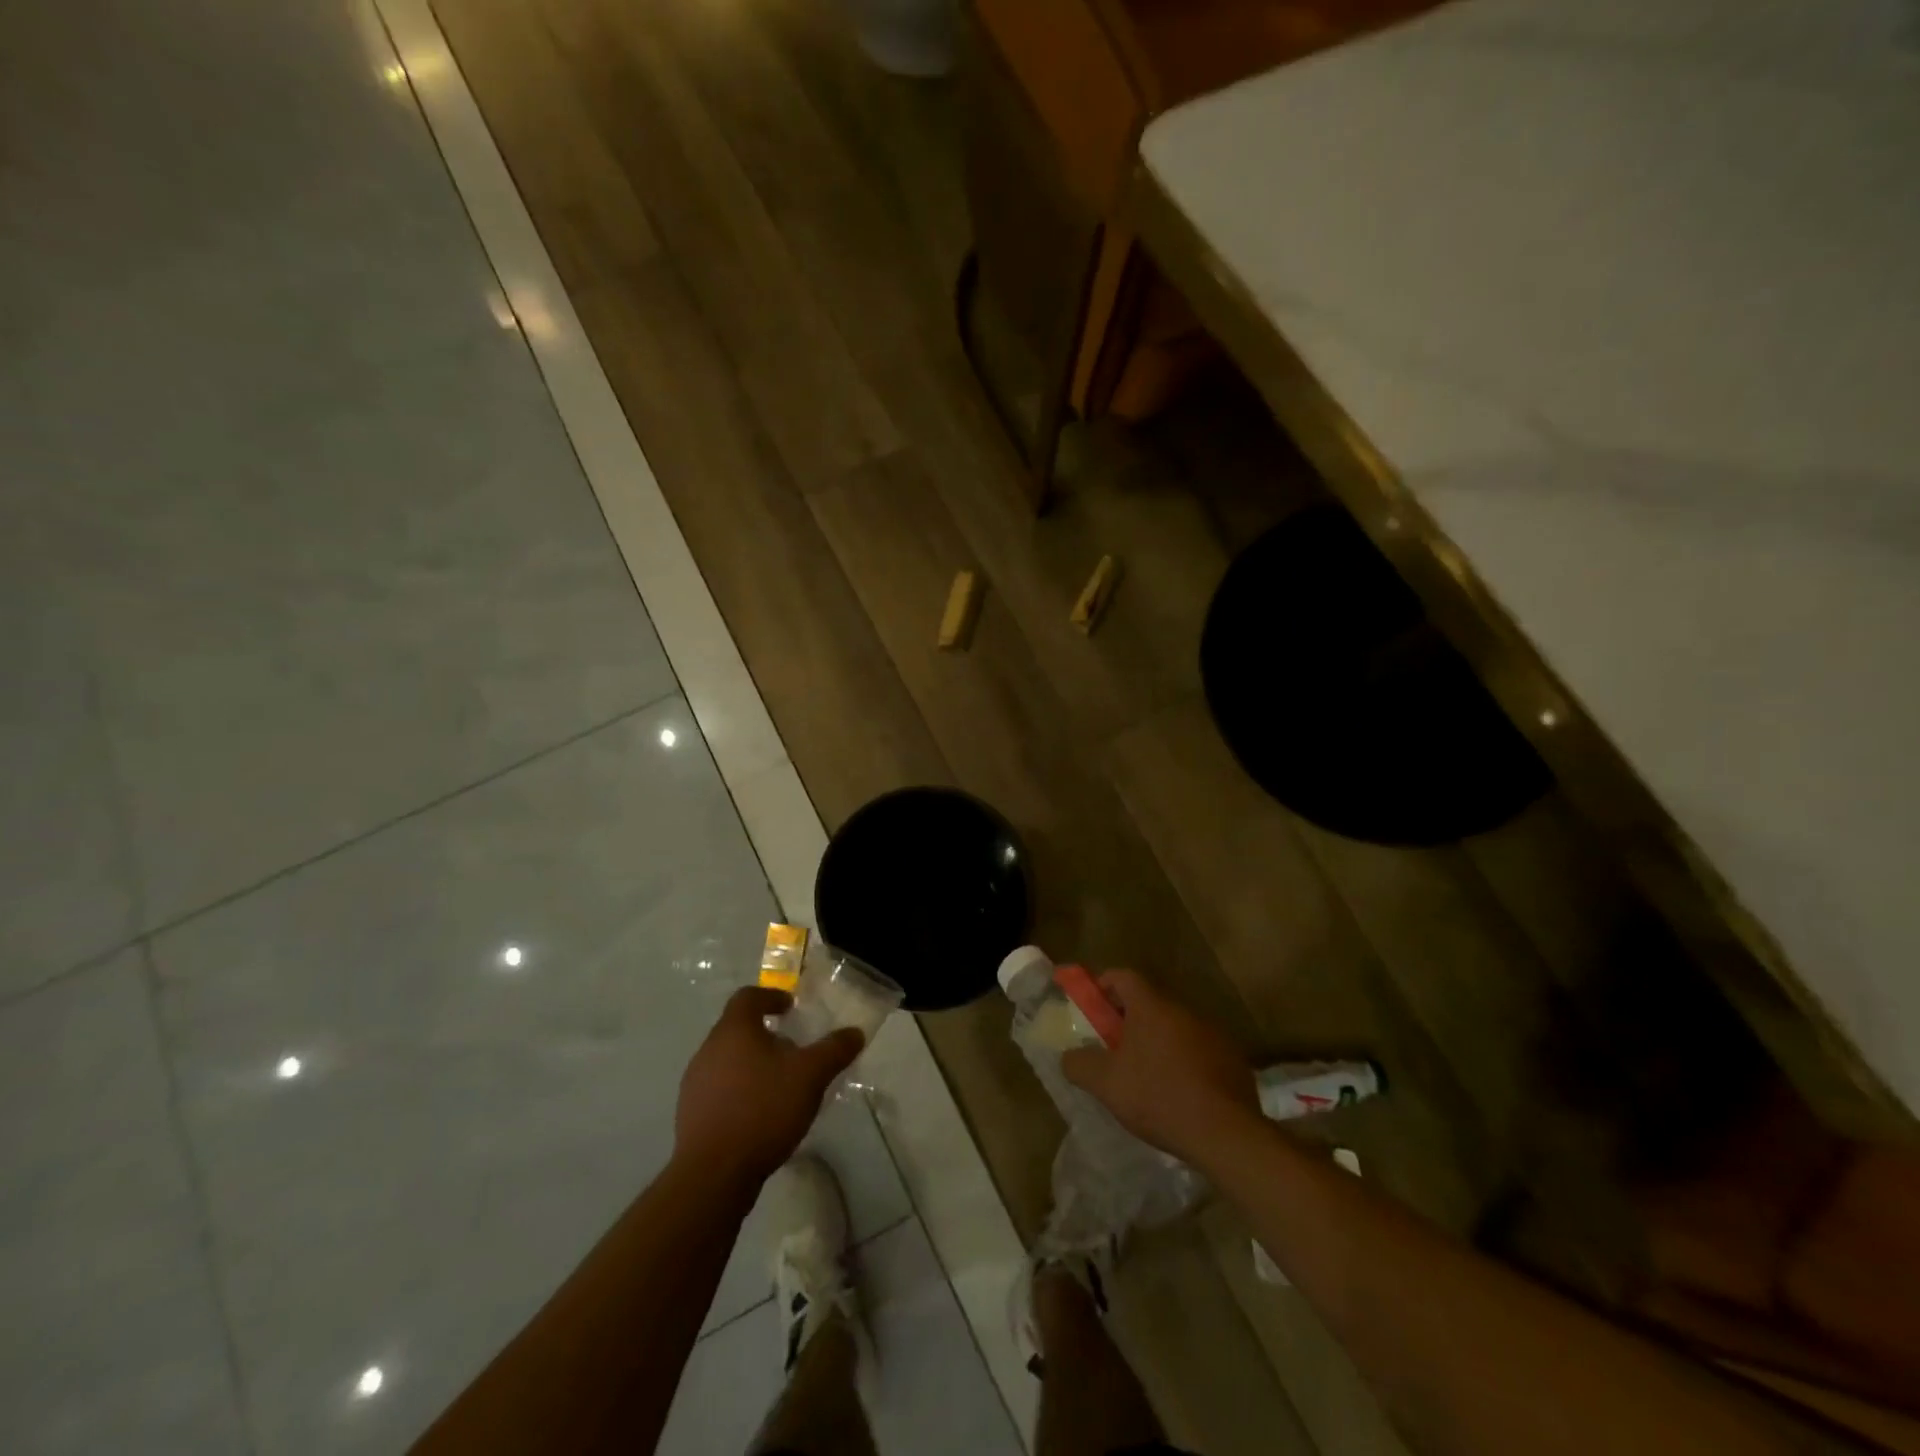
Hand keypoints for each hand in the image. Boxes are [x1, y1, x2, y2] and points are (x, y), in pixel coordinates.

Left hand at [675, 986, 863, 1190]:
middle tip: (792, 1049)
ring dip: (752, 1064)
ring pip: (727, 1061)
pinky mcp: (690, 1115)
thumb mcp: (811, 1076)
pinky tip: (760, 1114)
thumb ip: (834, 1050)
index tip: (790, 1007)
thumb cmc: (763, 1109)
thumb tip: (855, 1032)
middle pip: (737, 1029)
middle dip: (765, 1035)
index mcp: (734, 1030)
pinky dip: (739, 1091)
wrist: (713, 1174)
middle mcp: (708, 1050)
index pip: (748, 997)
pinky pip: (719, 1090)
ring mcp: (694, 1084)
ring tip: (779, 1084)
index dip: (771, 997)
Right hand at [1062, 970, 1258, 1164]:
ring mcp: (1213, 1034)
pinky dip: (1184, 1062)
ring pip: (1175, 1027)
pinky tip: (1178, 1093)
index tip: (1092, 1005)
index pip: (1123, 975)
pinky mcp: (1233, 1060)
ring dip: (1158, 1041)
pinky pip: (1199, 1051)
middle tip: (1114, 1045)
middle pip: (1150, 1002)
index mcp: (1151, 1006)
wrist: (1225, 1133)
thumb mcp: (1106, 1084)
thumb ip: (1079, 1064)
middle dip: (1129, 1019)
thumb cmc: (1158, 1097)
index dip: (1104, 984)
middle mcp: (1183, 1010)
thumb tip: (1069, 1057)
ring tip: (1146, 1074)